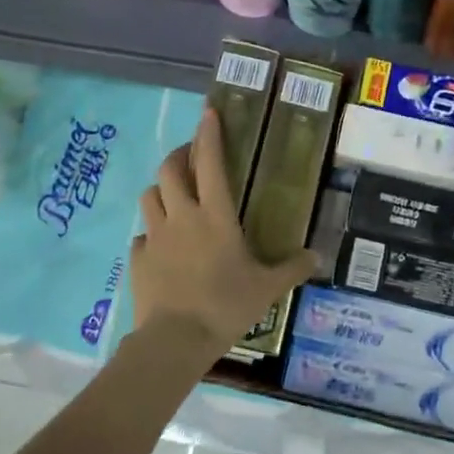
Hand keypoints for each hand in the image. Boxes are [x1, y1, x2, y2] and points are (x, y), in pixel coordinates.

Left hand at [129, 108, 315, 356]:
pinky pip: (141, 236)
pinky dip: (150, 234)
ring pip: (149, 196)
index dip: (209, 134)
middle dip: (179, 155)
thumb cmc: (226, 306)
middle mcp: (181, 216)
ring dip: (161, 190)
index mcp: (215, 215)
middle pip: (169, 169)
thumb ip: (292, 268)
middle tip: (190, 158)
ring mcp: (155, 236)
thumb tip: (317, 257)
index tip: (209, 113)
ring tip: (172, 197)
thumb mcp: (268, 288)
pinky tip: (160, 247)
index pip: (212, 163)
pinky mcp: (136, 259)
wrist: (175, 340)